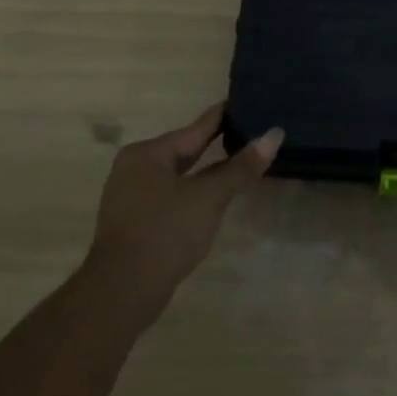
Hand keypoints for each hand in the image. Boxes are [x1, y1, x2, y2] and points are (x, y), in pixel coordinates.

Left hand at [82, 103, 281, 326]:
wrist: (122, 293)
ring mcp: (131, 196)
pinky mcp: (134, 221)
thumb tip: (274, 135)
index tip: (246, 102)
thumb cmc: (165, 232)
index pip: (195, 128)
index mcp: (148, 153)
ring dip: (205, 170)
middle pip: (184, 149)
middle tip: (249, 131)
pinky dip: (192, 191)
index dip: (223, 117)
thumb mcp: (209, 197)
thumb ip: (241, 167)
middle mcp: (134, 167)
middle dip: (215, 144)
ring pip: (177, 174)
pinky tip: (212, 196)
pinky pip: (170, 194)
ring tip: (238, 161)